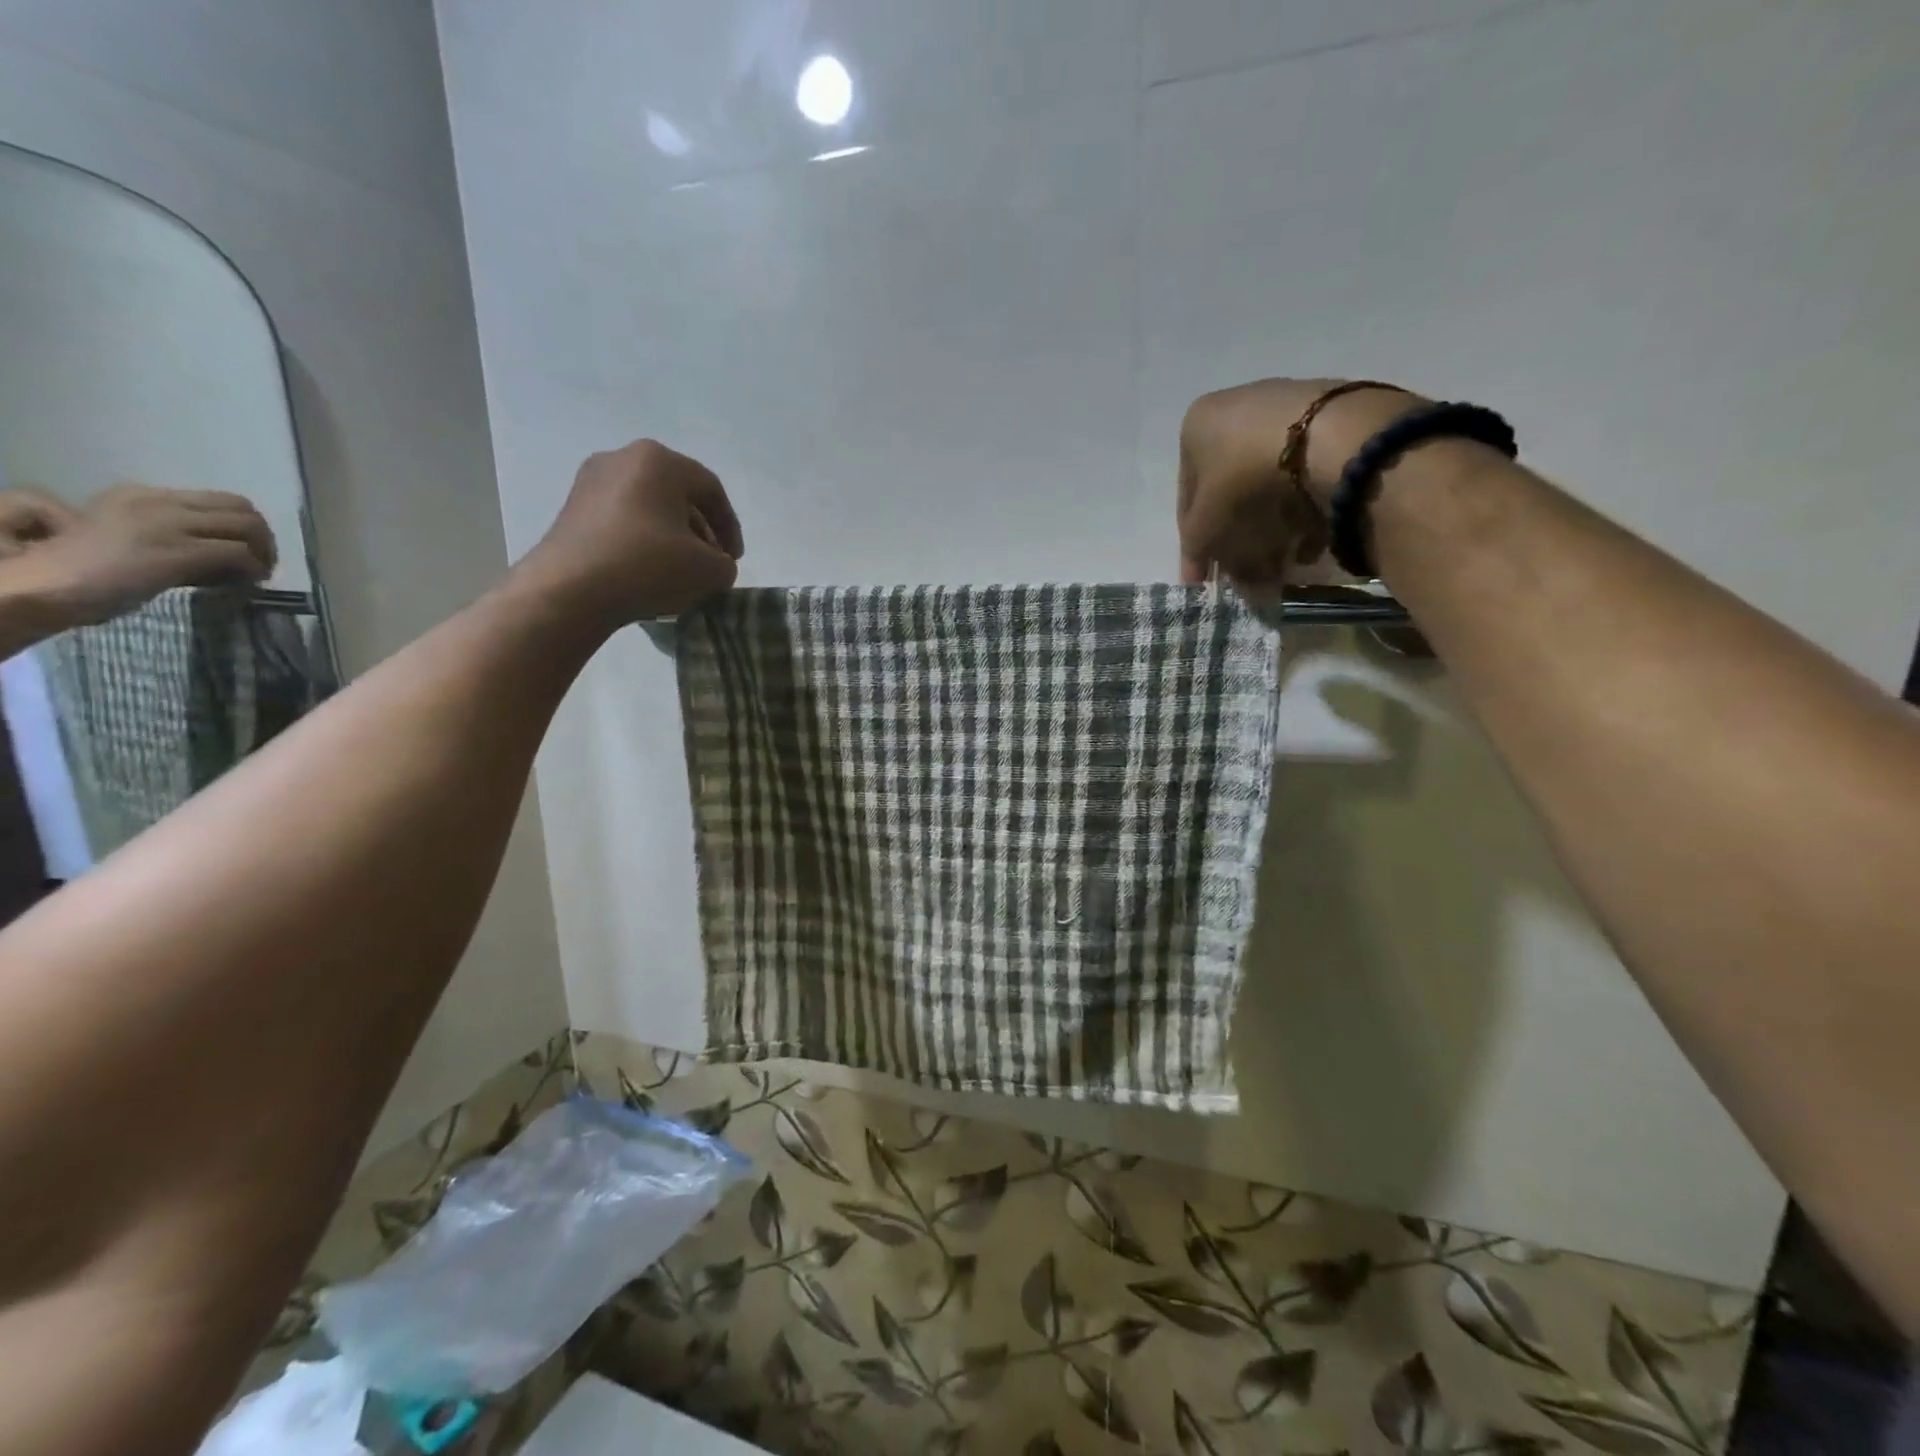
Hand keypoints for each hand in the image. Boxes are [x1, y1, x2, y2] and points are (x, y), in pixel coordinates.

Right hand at [3, 483, 275, 629]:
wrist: (45, 583)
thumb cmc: (83, 568)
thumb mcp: (129, 536)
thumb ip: (171, 534)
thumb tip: (220, 553)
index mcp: (143, 495)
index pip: (219, 500)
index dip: (243, 527)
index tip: (247, 551)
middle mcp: (158, 502)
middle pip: (243, 509)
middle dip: (263, 538)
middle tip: (261, 564)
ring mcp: (168, 524)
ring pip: (248, 527)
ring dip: (263, 553)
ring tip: (256, 575)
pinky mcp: (178, 550)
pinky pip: (238, 554)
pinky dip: (253, 570)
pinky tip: (247, 584)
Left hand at [518, 439, 743, 625]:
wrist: (571, 590)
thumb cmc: (648, 566)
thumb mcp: (710, 570)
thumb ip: (725, 564)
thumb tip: (713, 563)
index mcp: (659, 460)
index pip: (711, 489)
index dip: (730, 527)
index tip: (734, 560)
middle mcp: (622, 458)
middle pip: (677, 494)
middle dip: (700, 530)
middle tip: (710, 563)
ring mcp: (591, 481)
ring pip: (649, 507)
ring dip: (672, 536)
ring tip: (680, 570)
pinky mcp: (572, 508)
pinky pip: (622, 519)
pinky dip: (642, 540)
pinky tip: (647, 571)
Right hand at [1177, 378, 1420, 587]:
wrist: (1333, 440)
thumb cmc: (1245, 481)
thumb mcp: (1205, 527)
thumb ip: (1199, 552)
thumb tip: (1212, 573)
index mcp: (1197, 425)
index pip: (1188, 499)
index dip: (1194, 548)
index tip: (1203, 581)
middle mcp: (1237, 407)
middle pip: (1231, 492)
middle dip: (1239, 540)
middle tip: (1249, 577)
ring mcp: (1287, 407)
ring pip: (1269, 485)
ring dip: (1273, 530)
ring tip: (1285, 564)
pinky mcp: (1333, 416)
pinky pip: (1307, 475)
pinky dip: (1306, 509)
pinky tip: (1313, 542)